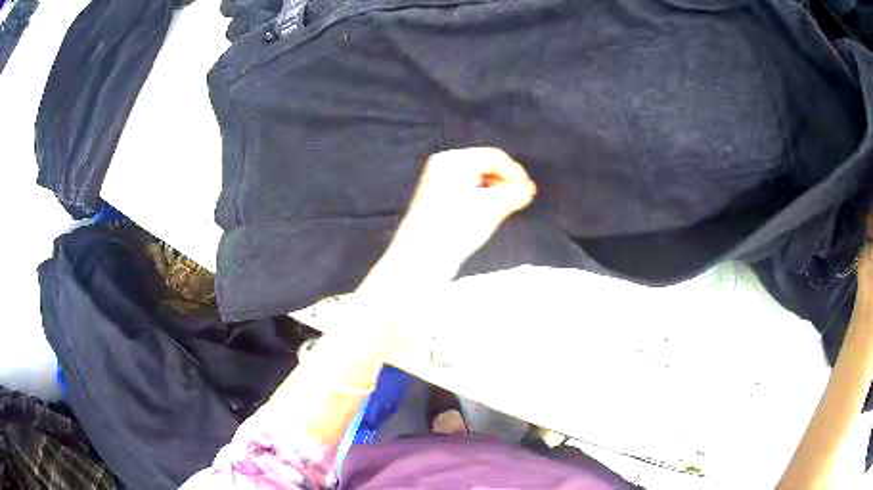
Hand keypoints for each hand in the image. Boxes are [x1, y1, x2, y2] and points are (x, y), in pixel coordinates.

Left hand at [385, 147, 536, 277]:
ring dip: (494, 194)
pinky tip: (486, 218)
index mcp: (453, 160)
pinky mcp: (436, 202)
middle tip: (517, 202)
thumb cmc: (456, 227)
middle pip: (485, 167)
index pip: (494, 157)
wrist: (420, 259)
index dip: (515, 173)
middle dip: (504, 183)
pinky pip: (467, 193)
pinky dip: (481, 201)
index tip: (528, 193)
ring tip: (503, 211)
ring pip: (477, 182)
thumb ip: (515, 193)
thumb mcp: (492, 207)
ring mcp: (437, 184)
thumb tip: (529, 188)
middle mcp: (443, 166)